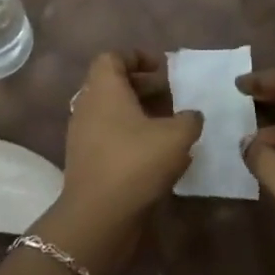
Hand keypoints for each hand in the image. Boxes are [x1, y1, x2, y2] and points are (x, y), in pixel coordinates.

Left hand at [36, 51, 200, 273]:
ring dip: (139, 113)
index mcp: (104, 89)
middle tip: (172, 95)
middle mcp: (88, 105)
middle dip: (143, 86)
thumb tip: (191, 116)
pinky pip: (110, 136)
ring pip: (112, 112)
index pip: (112, 57)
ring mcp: (83, 135)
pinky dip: (132, 136)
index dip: (137, 57)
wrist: (98, 217)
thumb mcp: (176, 136)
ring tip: (170, 125)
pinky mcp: (86, 161)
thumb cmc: (135, 163)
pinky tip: (158, 154)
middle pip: (113, 84)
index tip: (162, 67)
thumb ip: (189, 119)